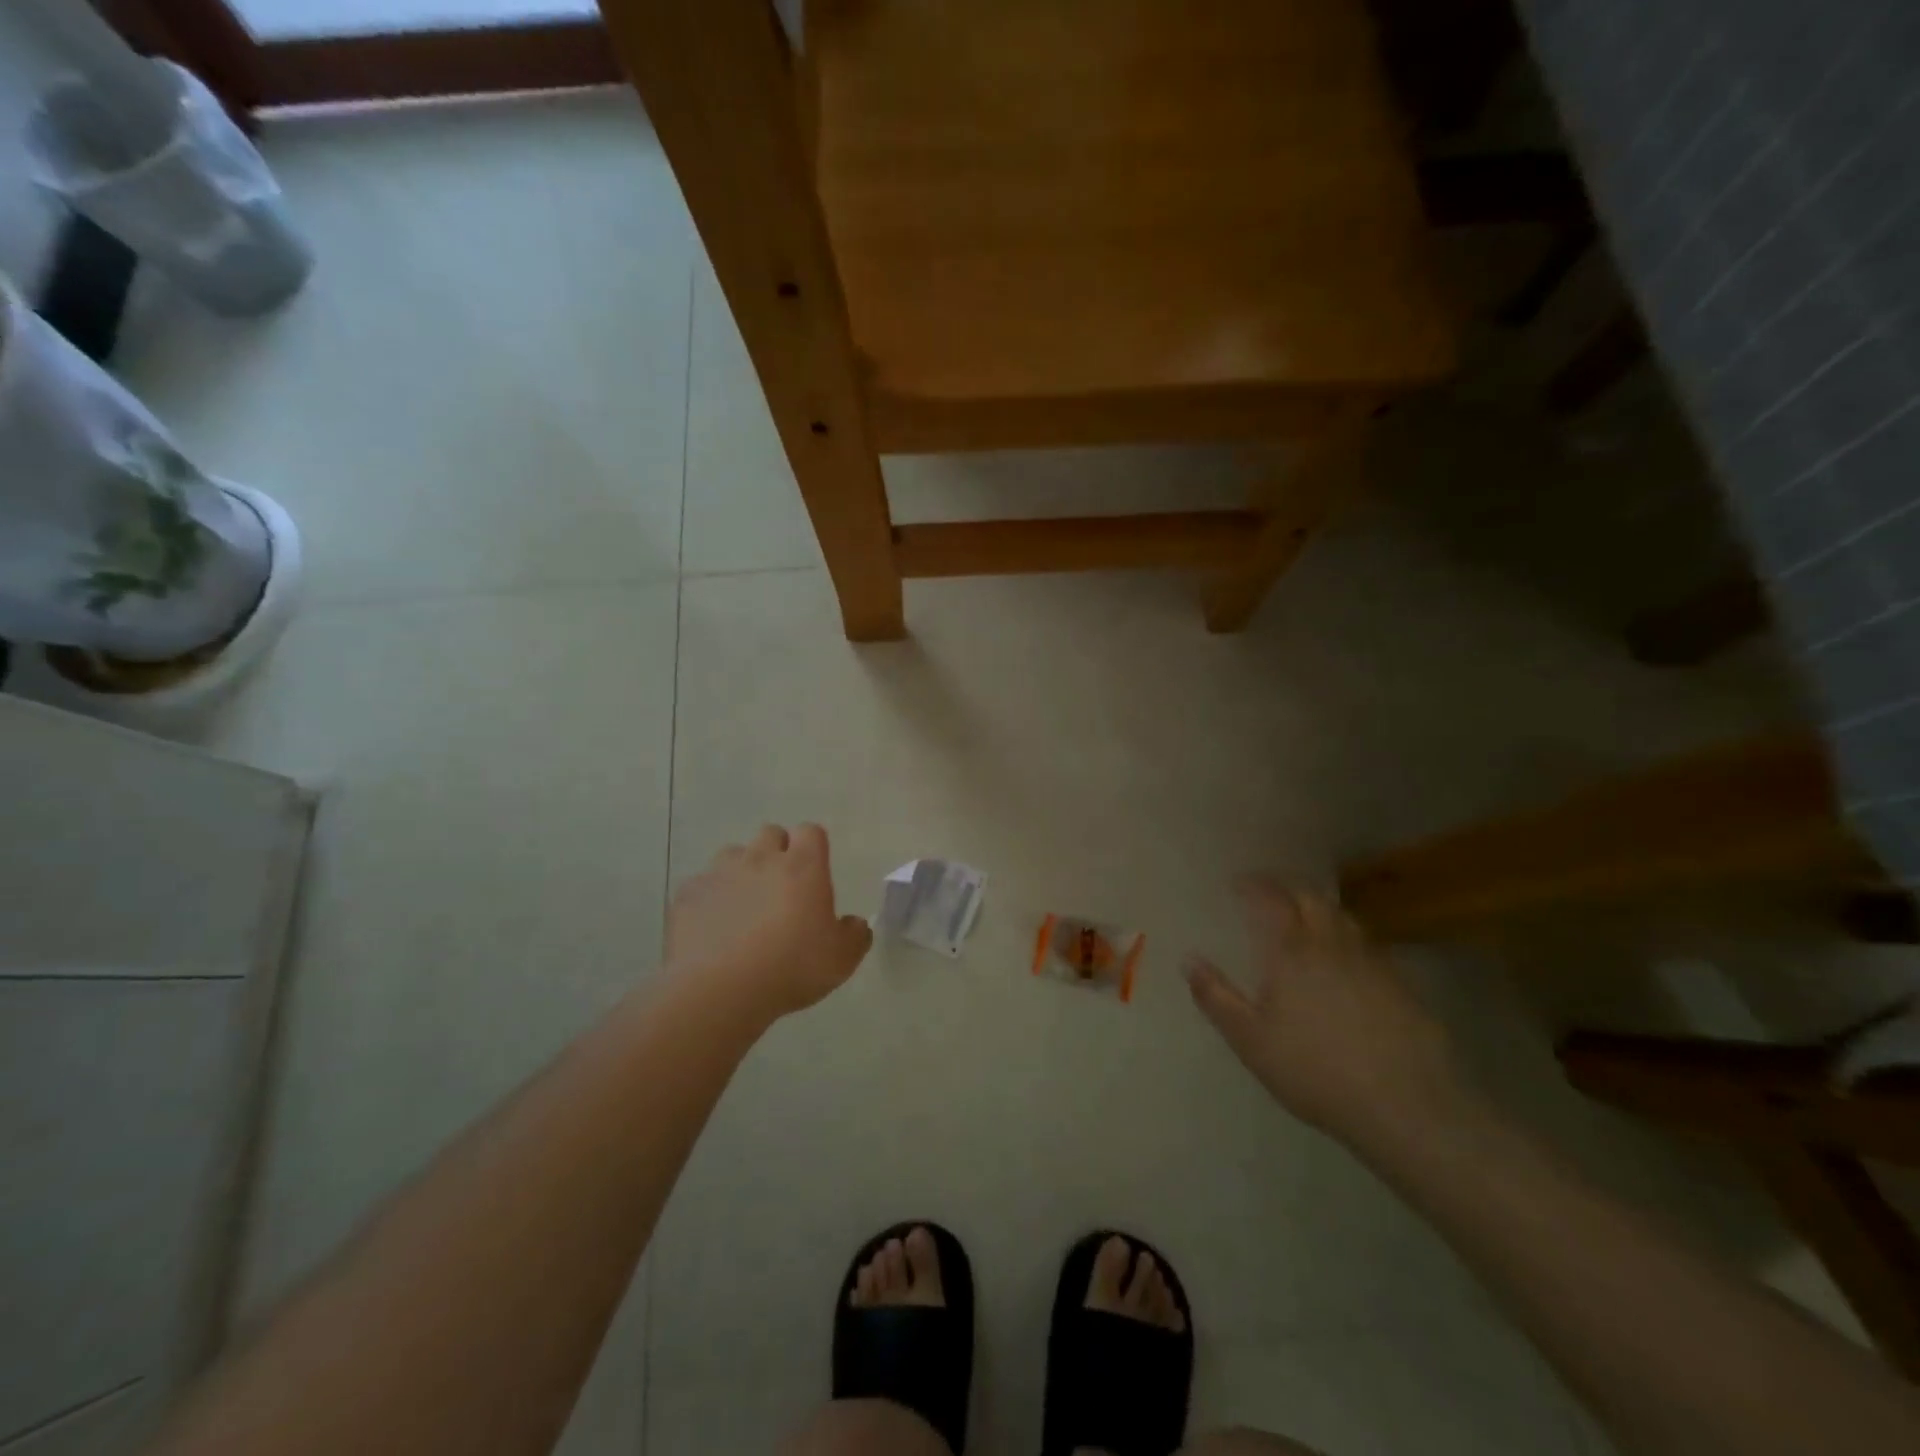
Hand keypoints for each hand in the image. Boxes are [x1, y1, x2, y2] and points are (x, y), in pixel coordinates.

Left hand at [666, 824, 871, 1020]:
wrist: (719, 989)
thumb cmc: (791, 968)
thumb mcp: (841, 960)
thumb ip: (854, 935)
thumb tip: (854, 924)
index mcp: (803, 866)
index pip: (811, 831)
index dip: (813, 847)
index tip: (814, 873)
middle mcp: (761, 858)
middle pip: (771, 834)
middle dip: (777, 852)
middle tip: (781, 889)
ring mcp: (720, 873)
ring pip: (733, 854)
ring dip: (741, 871)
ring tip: (744, 906)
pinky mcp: (688, 894)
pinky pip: (702, 885)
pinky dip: (710, 898)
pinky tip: (713, 928)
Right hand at [1185, 881, 1464, 1148]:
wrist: (1405, 1106)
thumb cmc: (1314, 1070)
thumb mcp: (1250, 1040)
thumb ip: (1216, 997)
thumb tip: (1189, 959)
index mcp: (1291, 951)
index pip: (1271, 900)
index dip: (1254, 886)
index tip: (1238, 884)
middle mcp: (1331, 944)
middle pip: (1311, 897)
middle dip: (1287, 887)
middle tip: (1269, 891)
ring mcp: (1371, 961)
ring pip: (1343, 916)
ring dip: (1319, 906)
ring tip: (1305, 915)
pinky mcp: (1401, 984)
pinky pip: (1368, 944)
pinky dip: (1347, 936)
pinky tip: (1345, 957)